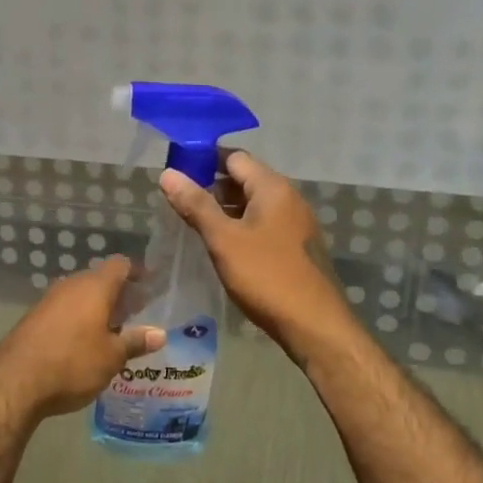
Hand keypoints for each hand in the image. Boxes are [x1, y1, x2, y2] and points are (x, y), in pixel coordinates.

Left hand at [0, 257, 164, 423]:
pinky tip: (85, 342)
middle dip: (119, 294)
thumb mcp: (111, 357)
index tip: (150, 285)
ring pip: (80, 295)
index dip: (137, 272)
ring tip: (114, 331)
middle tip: (136, 313)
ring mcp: (49, 300)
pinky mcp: (33, 318)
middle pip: (100, 279)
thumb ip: (135, 341)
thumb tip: (160, 334)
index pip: (120, 265)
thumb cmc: (73, 363)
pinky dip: (79, 319)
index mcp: (94, 287)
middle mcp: (71, 286)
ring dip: (97, 308)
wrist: (14, 382)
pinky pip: (65, 310)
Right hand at [159, 152, 352, 360]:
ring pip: (254, 204)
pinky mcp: (297, 246)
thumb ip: (196, 205)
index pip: (234, 157)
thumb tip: (168, 173)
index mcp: (272, 187)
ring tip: (195, 225)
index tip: (176, 174)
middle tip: (179, 203)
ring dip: (225, 210)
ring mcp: (295, 223)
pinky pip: (264, 224)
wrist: (314, 324)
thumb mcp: (224, 239)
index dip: (203, 161)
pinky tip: (223, 247)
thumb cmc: (266, 276)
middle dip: (212, 187)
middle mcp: (288, 198)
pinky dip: (241, 227)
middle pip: (244, 179)